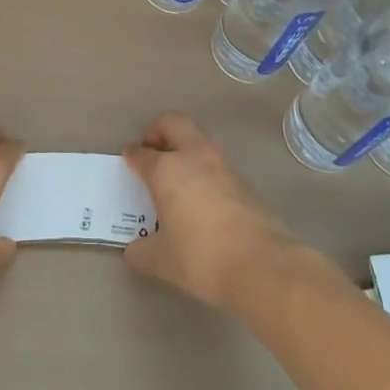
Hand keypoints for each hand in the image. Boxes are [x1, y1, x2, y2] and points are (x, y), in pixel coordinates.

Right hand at [122, 112, 302, 312]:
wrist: (261, 265)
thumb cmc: (201, 258)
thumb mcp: (162, 261)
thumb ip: (142, 252)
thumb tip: (134, 250)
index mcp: (167, 170)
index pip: (142, 154)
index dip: (132, 155)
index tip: (128, 159)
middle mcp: (194, 157)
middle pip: (173, 124)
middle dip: (159, 132)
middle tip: (152, 152)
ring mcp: (222, 165)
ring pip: (198, 140)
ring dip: (184, 149)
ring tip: (175, 177)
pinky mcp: (243, 181)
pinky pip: (215, 164)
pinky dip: (203, 170)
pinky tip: (200, 198)